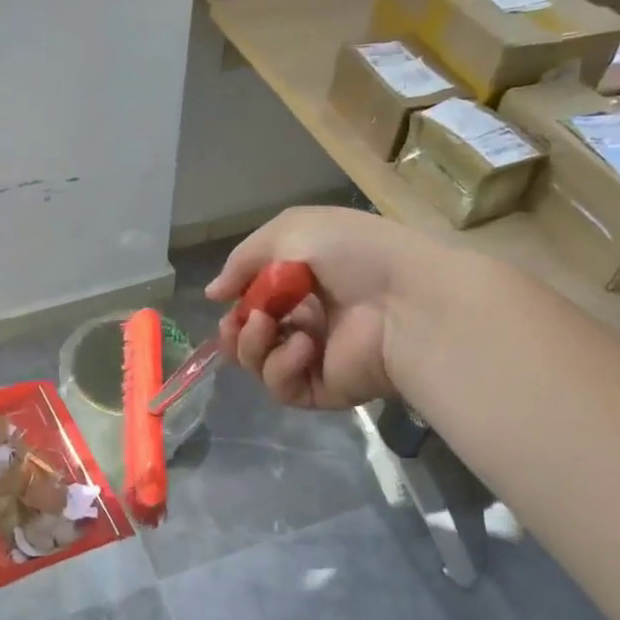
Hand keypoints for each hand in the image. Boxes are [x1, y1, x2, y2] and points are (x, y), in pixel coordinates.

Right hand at [208, 207, 440, 409]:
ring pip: (257, 363)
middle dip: (233, 329)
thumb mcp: (289, 231)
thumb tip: (212, 294)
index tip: (225, 297)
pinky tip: (302, 347)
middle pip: (249, 335)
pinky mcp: (322, 389)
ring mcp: (314, 357)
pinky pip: (281, 386)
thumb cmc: (352, 254)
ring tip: (265, 327)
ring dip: (250, 344)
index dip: (236, 300)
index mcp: (303, 281)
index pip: (255, 298)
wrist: (407, 300)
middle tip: (236, 323)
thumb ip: (242, 259)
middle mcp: (307, 319)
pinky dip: (280, 366)